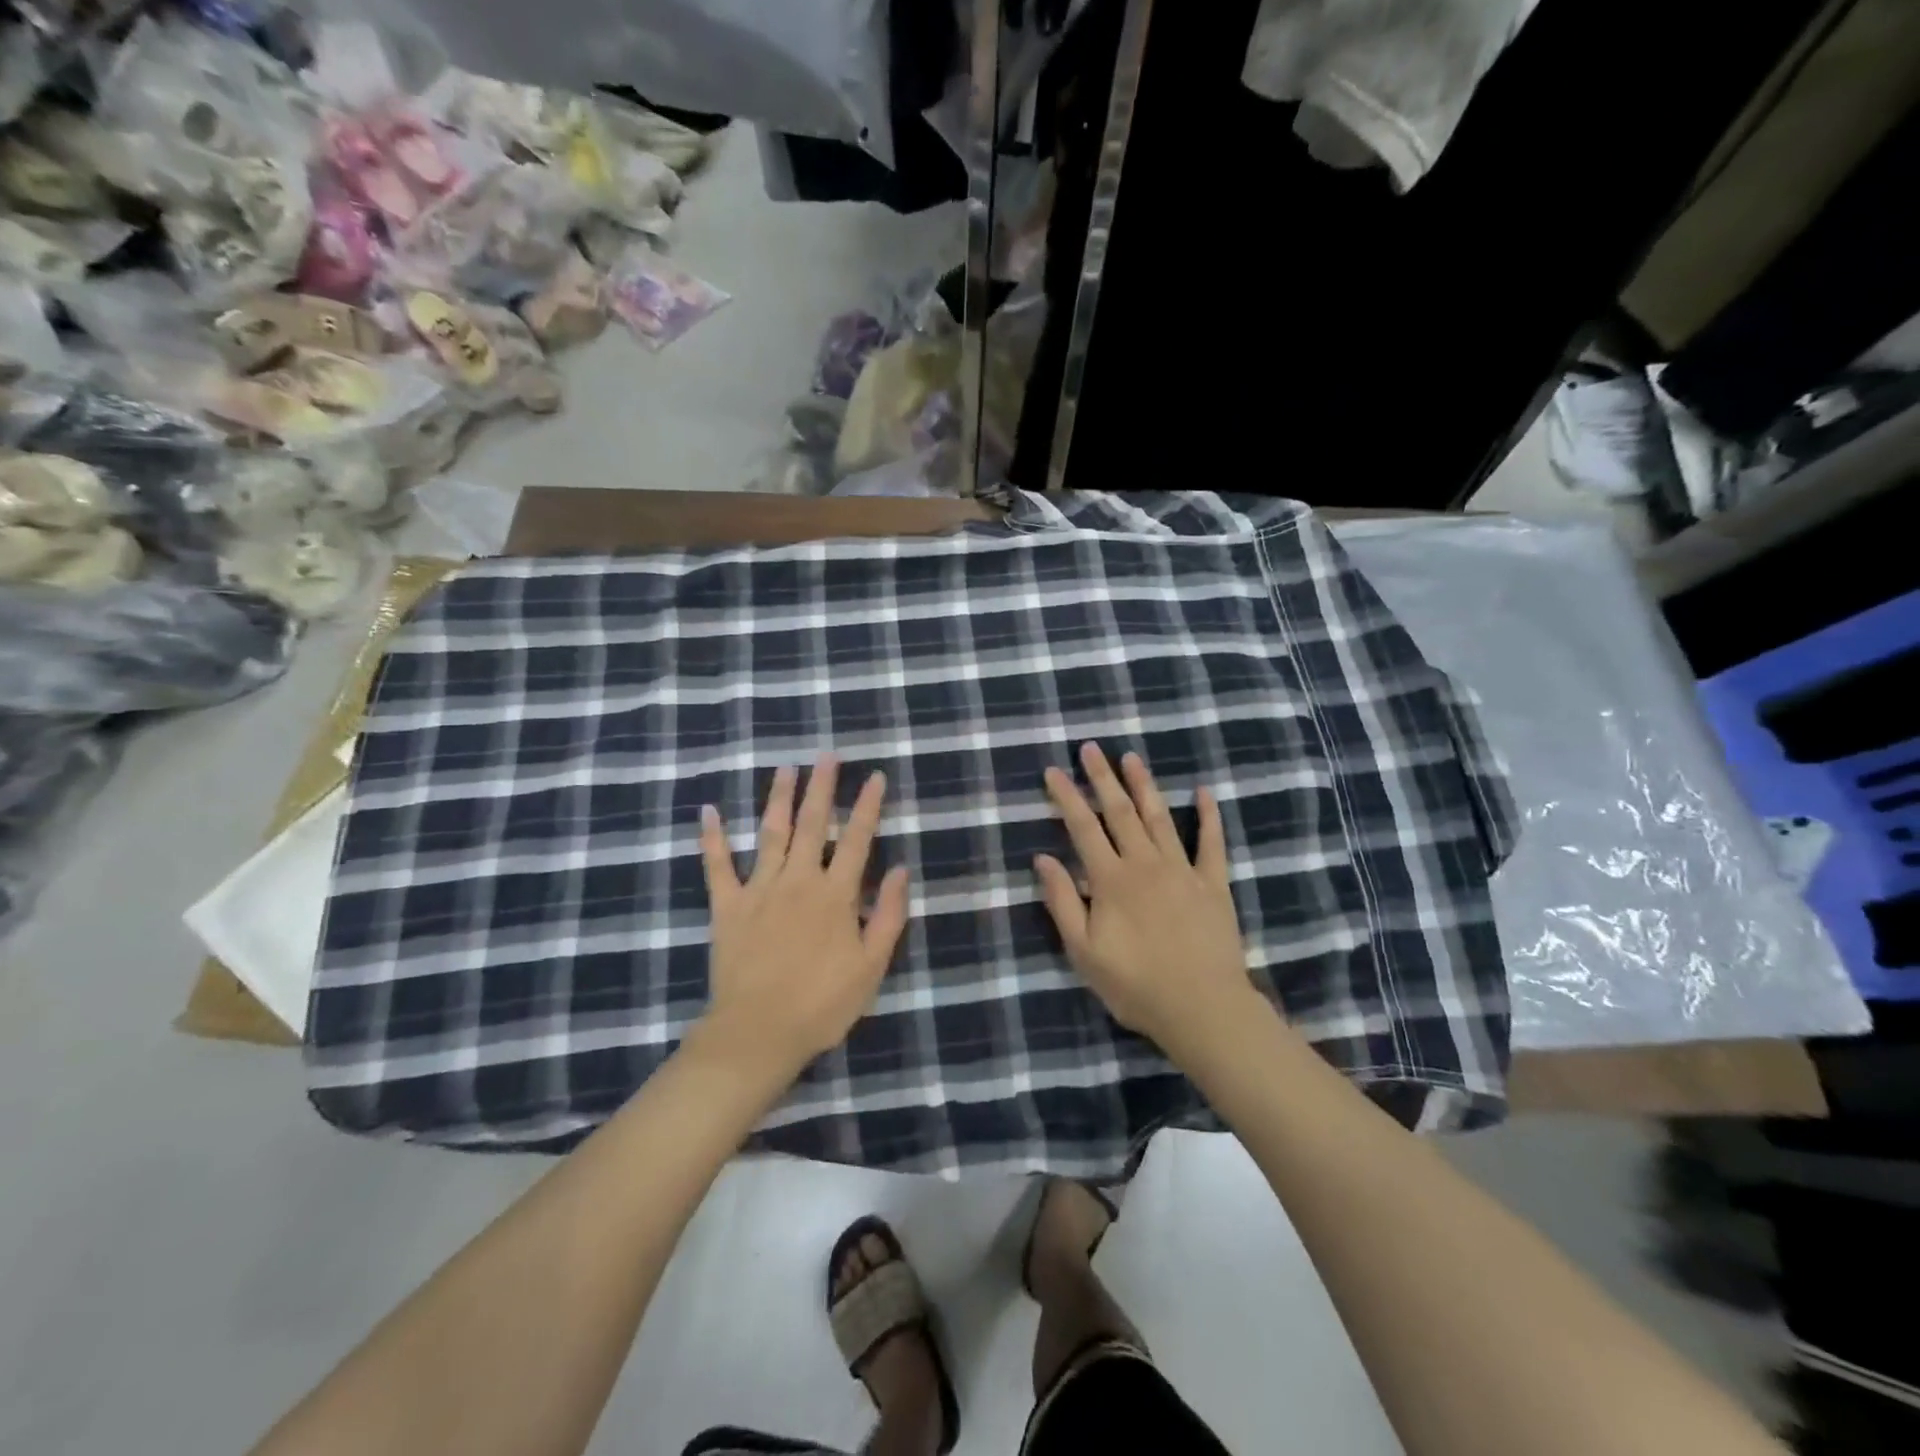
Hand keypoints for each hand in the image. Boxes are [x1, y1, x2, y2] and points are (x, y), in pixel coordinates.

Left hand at [698, 753, 910, 1078]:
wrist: (757, 1033)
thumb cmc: (822, 1004)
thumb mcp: (871, 966)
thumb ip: (888, 916)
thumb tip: (899, 870)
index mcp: (835, 894)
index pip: (856, 839)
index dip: (867, 806)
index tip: (875, 776)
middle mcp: (798, 880)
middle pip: (812, 824)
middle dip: (822, 787)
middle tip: (826, 755)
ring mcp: (759, 889)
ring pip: (771, 833)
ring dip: (779, 798)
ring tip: (785, 768)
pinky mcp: (727, 906)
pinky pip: (716, 865)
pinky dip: (712, 838)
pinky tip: (709, 811)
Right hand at [1034, 744, 1259, 1061]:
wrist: (1202, 1008)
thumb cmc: (1135, 985)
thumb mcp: (1083, 951)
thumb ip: (1063, 901)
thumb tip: (1043, 858)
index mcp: (1111, 880)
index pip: (1083, 828)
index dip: (1067, 797)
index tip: (1054, 771)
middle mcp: (1145, 864)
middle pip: (1120, 812)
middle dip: (1102, 778)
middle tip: (1091, 748)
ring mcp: (1183, 870)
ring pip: (1159, 817)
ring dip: (1144, 785)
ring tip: (1131, 757)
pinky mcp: (1213, 884)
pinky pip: (1211, 843)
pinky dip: (1208, 816)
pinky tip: (1204, 791)